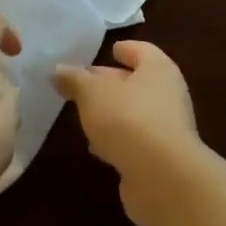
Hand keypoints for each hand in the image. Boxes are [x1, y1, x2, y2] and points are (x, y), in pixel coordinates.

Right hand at [53, 41, 202, 225]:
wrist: (162, 177)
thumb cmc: (128, 118)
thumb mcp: (92, 92)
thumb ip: (74, 79)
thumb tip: (57, 70)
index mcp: (158, 68)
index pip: (141, 50)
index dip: (123, 49)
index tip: (108, 51)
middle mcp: (168, 94)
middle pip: (137, 82)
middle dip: (110, 83)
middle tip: (82, 85)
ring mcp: (167, 127)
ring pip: (135, 112)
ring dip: (112, 113)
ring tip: (84, 115)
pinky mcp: (161, 157)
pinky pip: (135, 140)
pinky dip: (117, 139)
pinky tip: (96, 147)